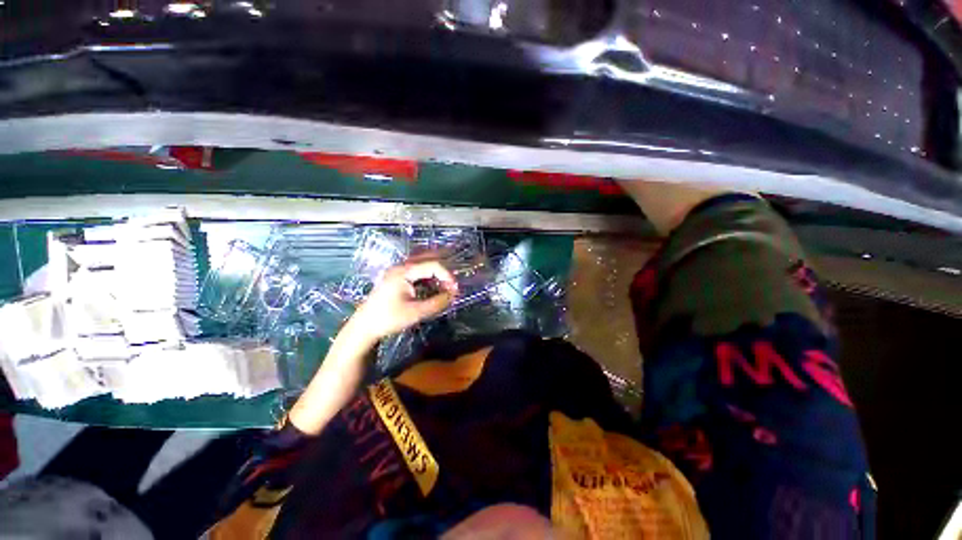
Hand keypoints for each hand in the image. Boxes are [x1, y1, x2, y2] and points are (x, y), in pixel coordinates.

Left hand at [350, 258, 457, 340]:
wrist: (363, 328)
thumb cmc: (389, 319)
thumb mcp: (416, 312)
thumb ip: (437, 302)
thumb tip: (453, 295)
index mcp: (404, 272)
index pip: (433, 265)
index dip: (447, 275)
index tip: (455, 289)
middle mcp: (400, 267)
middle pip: (427, 259)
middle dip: (443, 270)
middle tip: (453, 283)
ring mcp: (396, 272)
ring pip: (421, 264)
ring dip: (435, 272)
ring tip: (445, 284)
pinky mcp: (395, 279)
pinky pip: (415, 271)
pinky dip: (427, 276)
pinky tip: (432, 286)